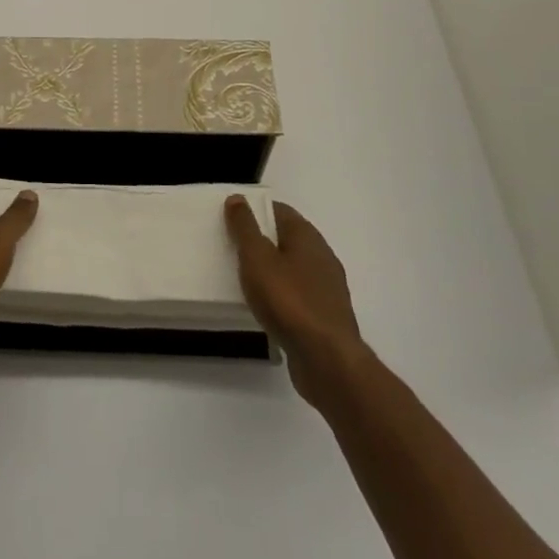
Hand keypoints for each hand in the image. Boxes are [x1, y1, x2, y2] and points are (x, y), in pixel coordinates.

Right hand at [225, 196, 365, 408]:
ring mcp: (327, 288)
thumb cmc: (289, 301)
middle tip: (230, 248)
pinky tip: (264, 308)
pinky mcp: (325, 316)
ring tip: (242, 279)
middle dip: (260, 241)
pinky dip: (279, 296)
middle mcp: (322, 256)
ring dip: (270, 271)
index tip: (230, 219)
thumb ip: (245, 227)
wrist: (327, 361)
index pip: (279, 210)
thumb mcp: (257, 258)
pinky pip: (297, 296)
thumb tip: (238, 198)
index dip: (254, 210)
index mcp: (307, 236)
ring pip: (292, 269)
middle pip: (286, 239)